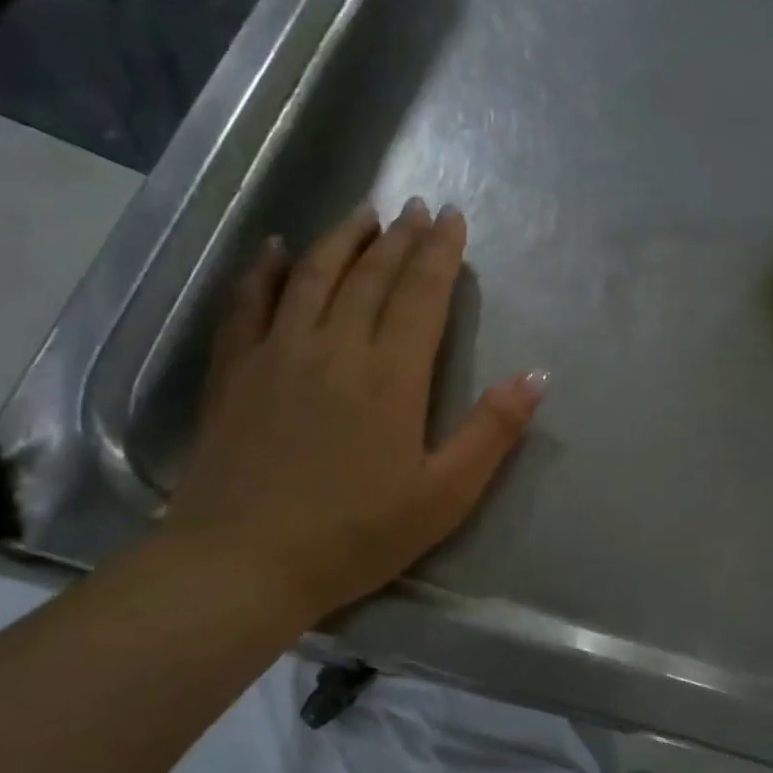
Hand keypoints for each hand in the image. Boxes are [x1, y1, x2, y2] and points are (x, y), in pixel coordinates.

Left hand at [161, 198, 546, 629]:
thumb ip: (492, 432)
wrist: (241, 565)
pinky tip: (275, 249)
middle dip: (399, 237)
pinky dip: (263, 270)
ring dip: (342, 238)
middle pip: (371, 276)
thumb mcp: (444, 496)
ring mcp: (277, 354)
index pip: (421, 295)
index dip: (440, 253)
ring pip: (313, 276)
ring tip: (364, 212)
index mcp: (390, 376)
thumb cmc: (355, 536)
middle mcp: (334, 347)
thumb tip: (538, 377)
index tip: (452, 218)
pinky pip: (248, 304)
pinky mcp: (235, 372)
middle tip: (416, 207)